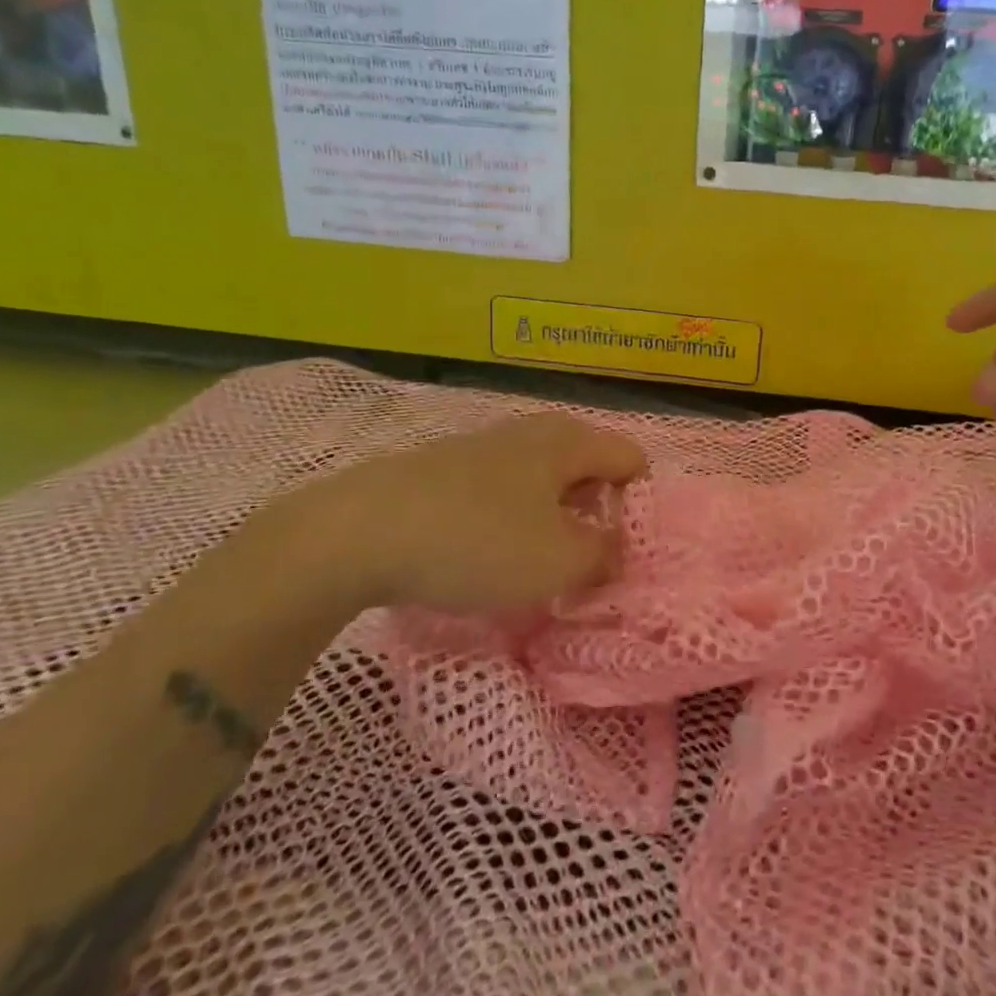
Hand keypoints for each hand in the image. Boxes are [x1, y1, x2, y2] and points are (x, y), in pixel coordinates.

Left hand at [260, 413, 646, 614]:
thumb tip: (615, 550)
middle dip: (595, 512)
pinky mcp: (444, 468)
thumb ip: (604, 556)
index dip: (638, 505)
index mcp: (568, 441)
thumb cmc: (477, 542)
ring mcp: (483, 446)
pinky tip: (484, 552)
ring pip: (541, 479)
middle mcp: (531, 431)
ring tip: (534, 563)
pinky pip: (500, 490)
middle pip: (587, 466)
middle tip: (583, 561)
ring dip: (550, 518)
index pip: (631, 459)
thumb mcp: (559, 562)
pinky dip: (508, 518)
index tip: (621, 551)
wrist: (357, 532)